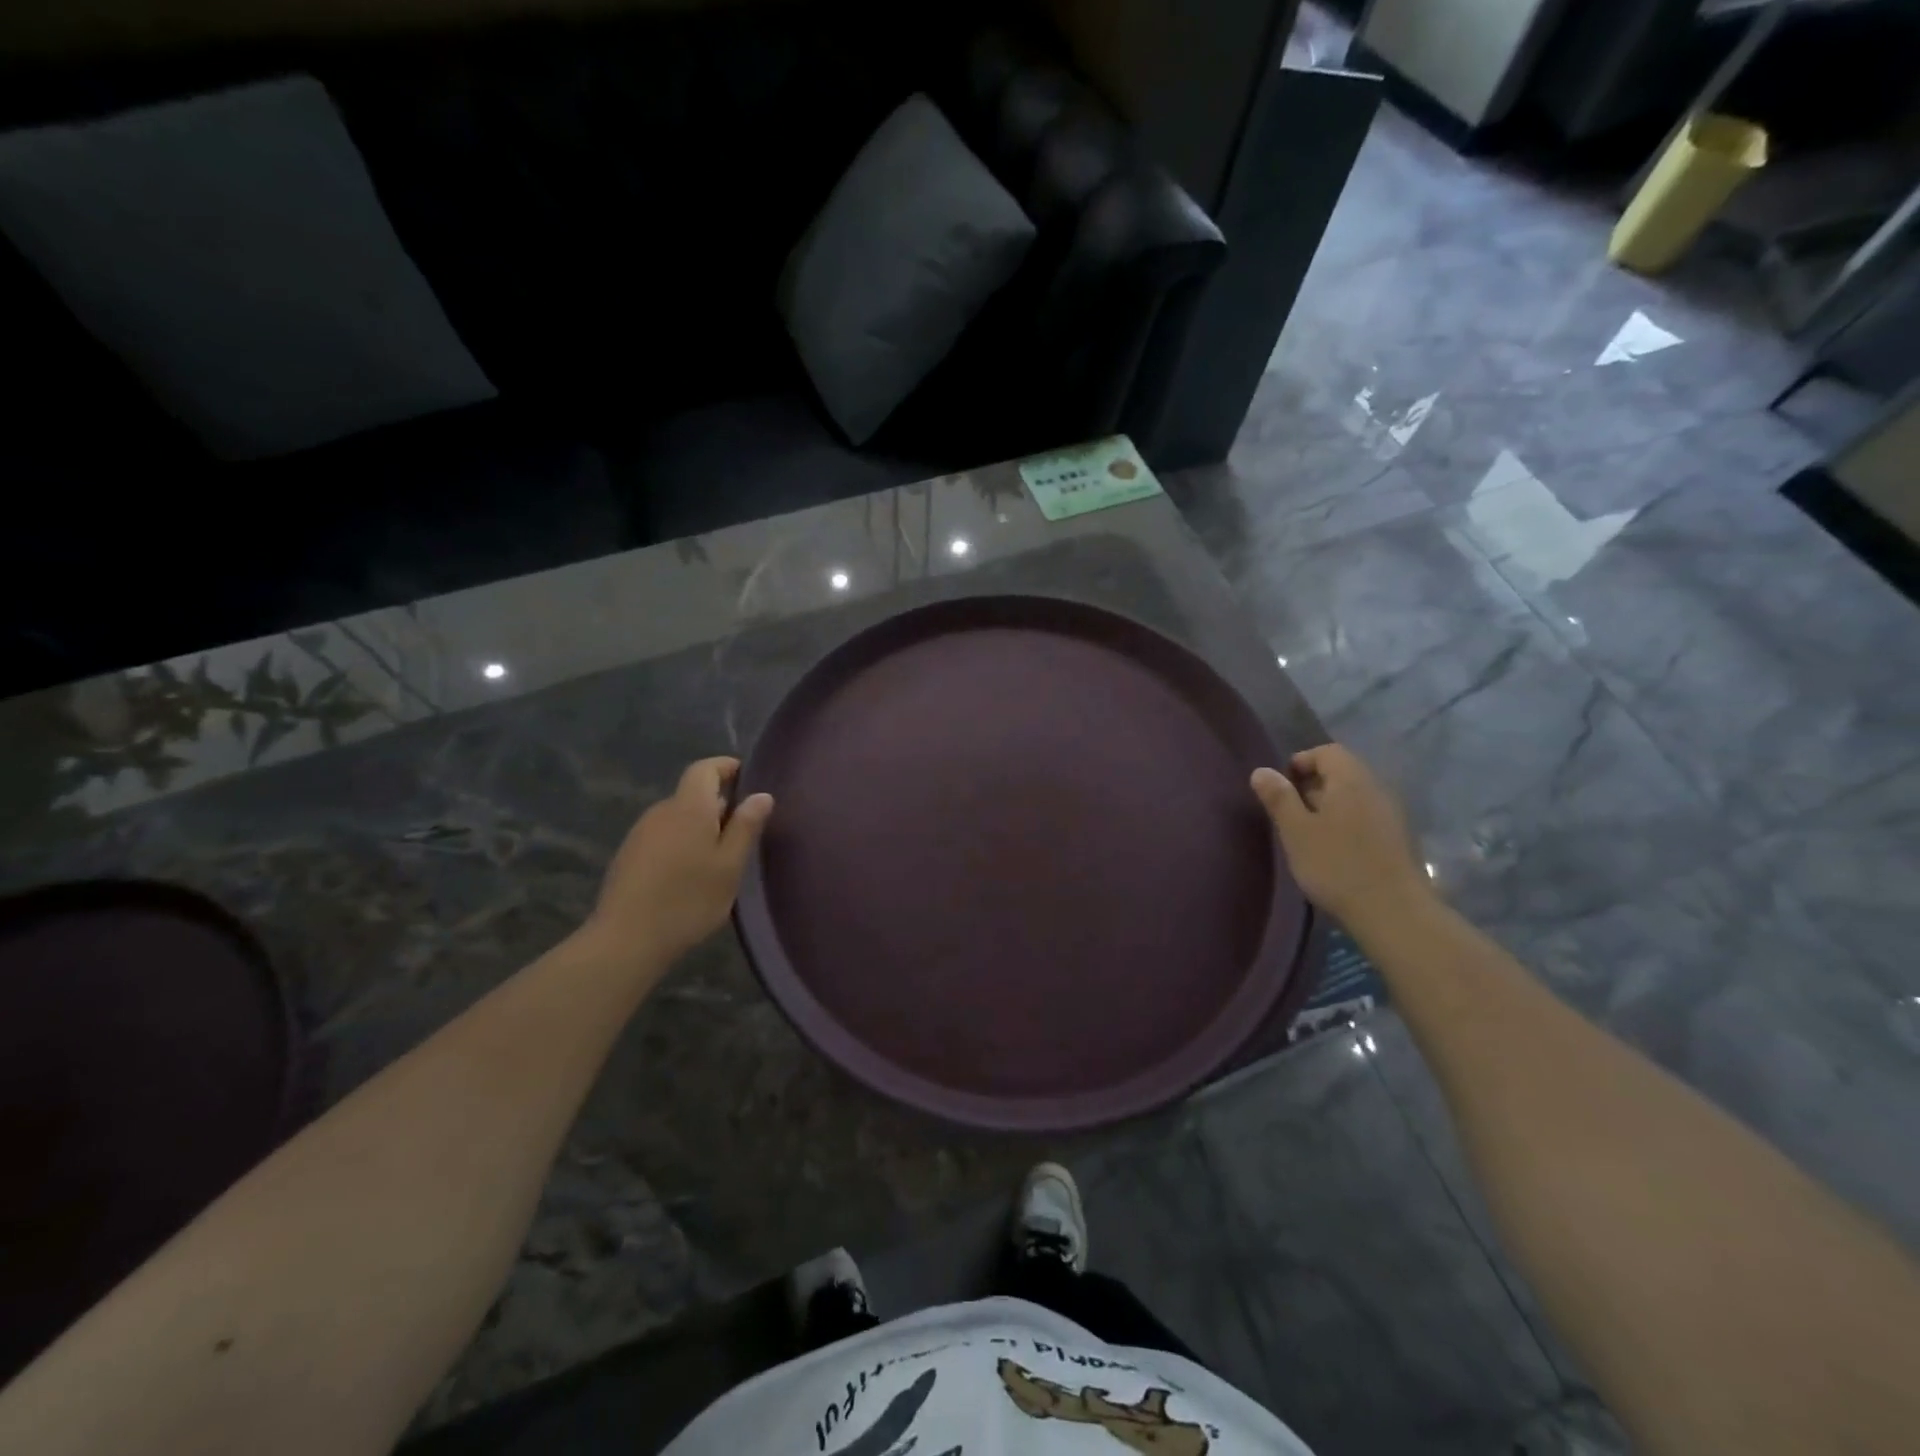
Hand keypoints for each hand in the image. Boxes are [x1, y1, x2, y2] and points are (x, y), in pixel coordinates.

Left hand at [581, 757, 773, 968]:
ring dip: (698, 826)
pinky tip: (689, 874)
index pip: (704, 769)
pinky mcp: (628, 856)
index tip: (746, 777)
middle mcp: (661, 811)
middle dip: (717, 804)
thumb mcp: (730, 866)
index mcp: (689, 807)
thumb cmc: (689, 899)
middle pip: (691, 794)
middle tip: (741, 831)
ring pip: (677, 817)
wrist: (626, 939)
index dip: (725, 767)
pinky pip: (662, 836)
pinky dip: (680, 843)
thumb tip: (761, 795)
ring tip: (718, 857)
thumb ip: (746, 827)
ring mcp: (640, 833)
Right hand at [1251, 744, 1431, 927]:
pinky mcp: (1398, 839)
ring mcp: (1392, 814)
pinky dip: (1346, 823)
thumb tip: (1262, 771)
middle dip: (1313, 786)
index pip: (1327, 751)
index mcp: (1351, 780)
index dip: (1301, 762)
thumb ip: (1279, 798)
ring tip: (1308, 833)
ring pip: (1355, 796)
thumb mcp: (1296, 831)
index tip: (1281, 787)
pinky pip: (1367, 816)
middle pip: (1342, 772)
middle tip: (1290, 813)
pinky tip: (1334, 850)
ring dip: (1329, 806)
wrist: (1393, 912)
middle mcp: (1376, 789)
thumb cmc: (1336, 865)